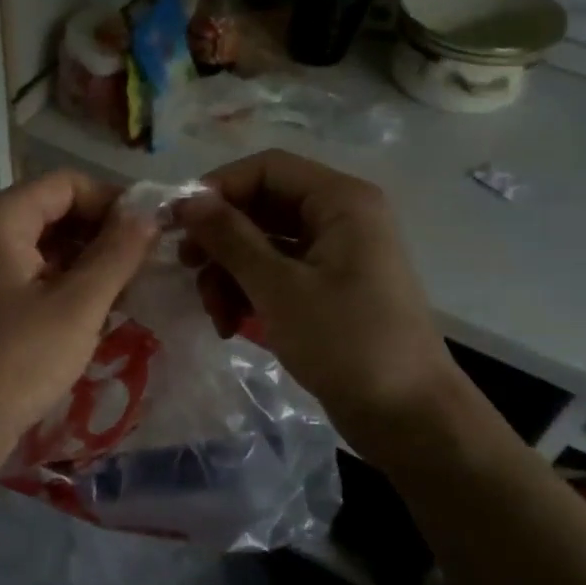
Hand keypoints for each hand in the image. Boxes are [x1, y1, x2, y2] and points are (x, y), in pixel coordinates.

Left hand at [0, 170, 159, 449]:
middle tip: (143, 268)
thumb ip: (117, 255)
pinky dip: (64, 285)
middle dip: (102, 234)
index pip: (67, 184)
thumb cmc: (18, 360)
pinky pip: (31, 275)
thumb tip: (148, 217)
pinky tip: (93, 313)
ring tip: (126, 294)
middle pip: (54, 212)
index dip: (113, 202)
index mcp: (1, 218)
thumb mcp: (78, 306)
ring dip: (87, 263)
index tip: (151, 234)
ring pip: (45, 246)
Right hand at [176, 149, 460, 458]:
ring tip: (216, 316)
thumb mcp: (278, 288)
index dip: (218, 189)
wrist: (408, 416)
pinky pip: (277, 274)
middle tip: (188, 270)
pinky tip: (232, 326)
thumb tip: (187, 200)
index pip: (266, 168)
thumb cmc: (345, 342)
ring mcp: (335, 255)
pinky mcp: (328, 290)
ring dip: (230, 274)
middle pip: (262, 207)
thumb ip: (230, 238)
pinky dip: (250, 294)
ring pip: (264, 244)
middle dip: (221, 241)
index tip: (177, 224)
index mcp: (340, 201)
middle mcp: (340, 217)